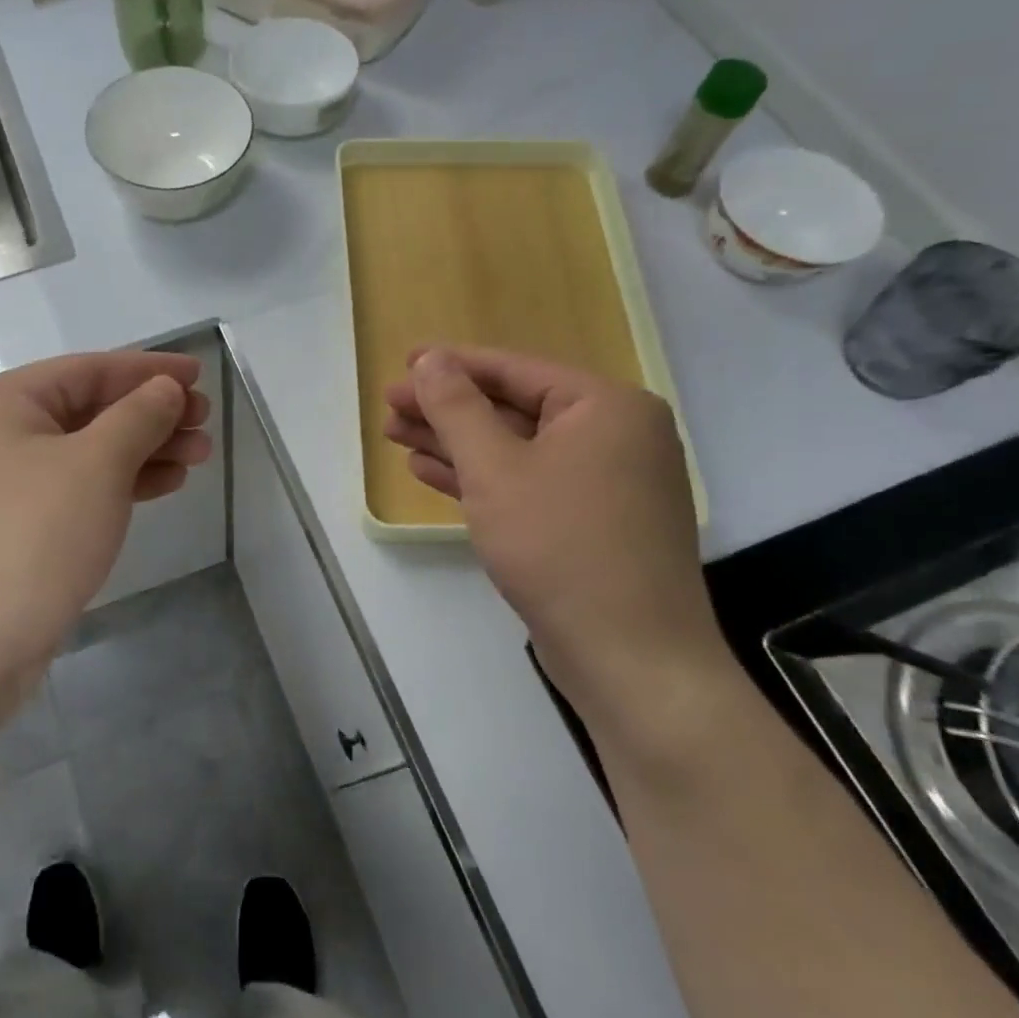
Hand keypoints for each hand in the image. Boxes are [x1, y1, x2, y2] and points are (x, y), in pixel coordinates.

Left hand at [0, 351, 210, 722]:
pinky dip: (121, 484)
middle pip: (89, 410)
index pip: (88, 370)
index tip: (199, 375)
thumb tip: (165, 389)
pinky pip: (78, 489)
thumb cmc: (31, 538)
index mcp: (3, 404)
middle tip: (205, 424)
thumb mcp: (95, 465)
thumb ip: (137, 417)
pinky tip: (163, 484)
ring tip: (199, 456)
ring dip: (144, 450)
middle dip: (151, 414)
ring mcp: (4, 487)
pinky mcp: (17, 529)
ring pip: (87, 452)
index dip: (148, 369)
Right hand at [383, 346, 726, 725]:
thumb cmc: (559, 546)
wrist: (629, 657)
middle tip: (389, 405)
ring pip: (516, 448)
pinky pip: (528, 483)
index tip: (403, 363)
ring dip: (455, 443)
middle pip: (513, 408)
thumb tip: (431, 360)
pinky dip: (480, 478)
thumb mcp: (495, 468)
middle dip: (446, 409)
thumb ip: (457, 407)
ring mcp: (606, 482)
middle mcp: (615, 435)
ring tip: (396, 435)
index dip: (452, 366)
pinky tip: (430, 472)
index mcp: (607, 407)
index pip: (515, 370)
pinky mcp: (591, 522)